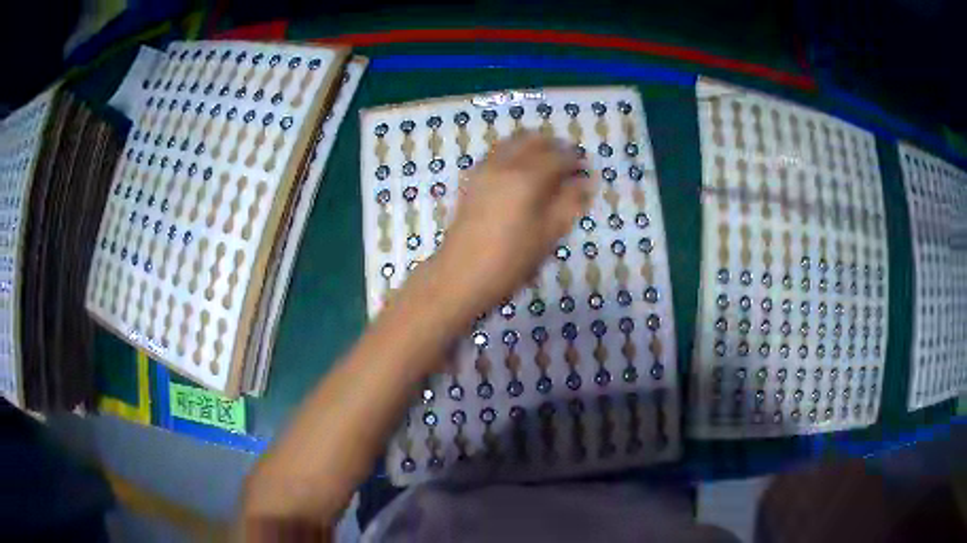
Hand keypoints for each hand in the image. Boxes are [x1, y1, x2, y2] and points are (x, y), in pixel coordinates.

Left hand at [433, 132, 592, 317]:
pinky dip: (514, 153)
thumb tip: (586, 182)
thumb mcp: (548, 235)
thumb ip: (569, 203)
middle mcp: (504, 164)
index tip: (586, 171)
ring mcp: (484, 169)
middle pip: (533, 139)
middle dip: (554, 147)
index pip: (559, 156)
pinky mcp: (471, 179)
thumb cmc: (510, 260)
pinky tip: (520, 175)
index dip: (575, 161)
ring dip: (533, 147)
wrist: (460, 275)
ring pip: (512, 142)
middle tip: (567, 164)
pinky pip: (497, 153)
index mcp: (527, 177)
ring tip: (546, 167)